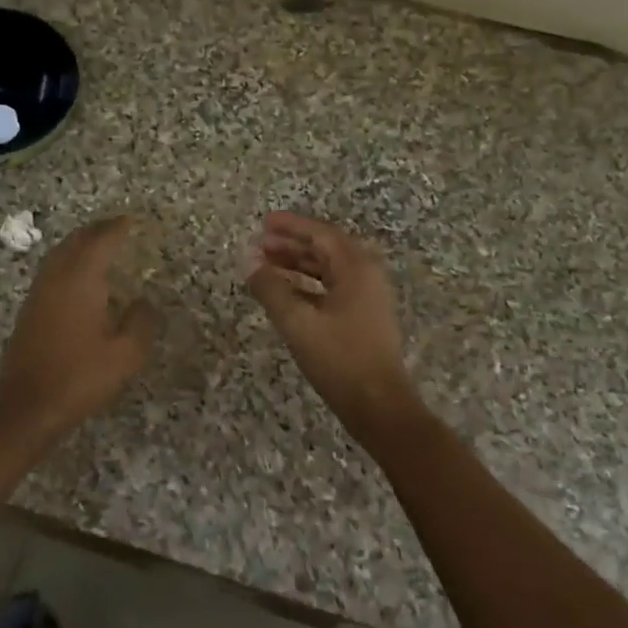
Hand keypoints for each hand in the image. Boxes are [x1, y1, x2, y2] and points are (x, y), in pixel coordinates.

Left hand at [0, 216, 160, 439]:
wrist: (27, 407)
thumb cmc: (80, 377)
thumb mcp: (125, 354)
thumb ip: (140, 322)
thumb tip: (144, 302)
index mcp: (80, 280)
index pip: (100, 241)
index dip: (117, 228)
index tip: (132, 221)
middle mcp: (56, 278)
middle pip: (75, 241)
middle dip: (96, 231)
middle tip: (116, 228)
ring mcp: (38, 294)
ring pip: (58, 255)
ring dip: (78, 244)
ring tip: (98, 246)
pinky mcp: (28, 312)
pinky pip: (50, 272)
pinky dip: (67, 263)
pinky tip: (77, 279)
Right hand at [246, 212, 420, 431]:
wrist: (379, 404)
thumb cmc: (339, 359)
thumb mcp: (298, 323)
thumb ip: (271, 289)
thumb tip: (249, 263)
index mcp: (356, 268)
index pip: (321, 234)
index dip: (291, 226)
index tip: (264, 223)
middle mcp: (366, 276)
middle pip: (326, 249)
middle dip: (292, 245)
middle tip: (260, 245)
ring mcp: (368, 298)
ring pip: (329, 270)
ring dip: (298, 265)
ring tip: (267, 266)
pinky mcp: (365, 318)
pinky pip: (333, 289)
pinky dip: (308, 286)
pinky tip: (287, 294)